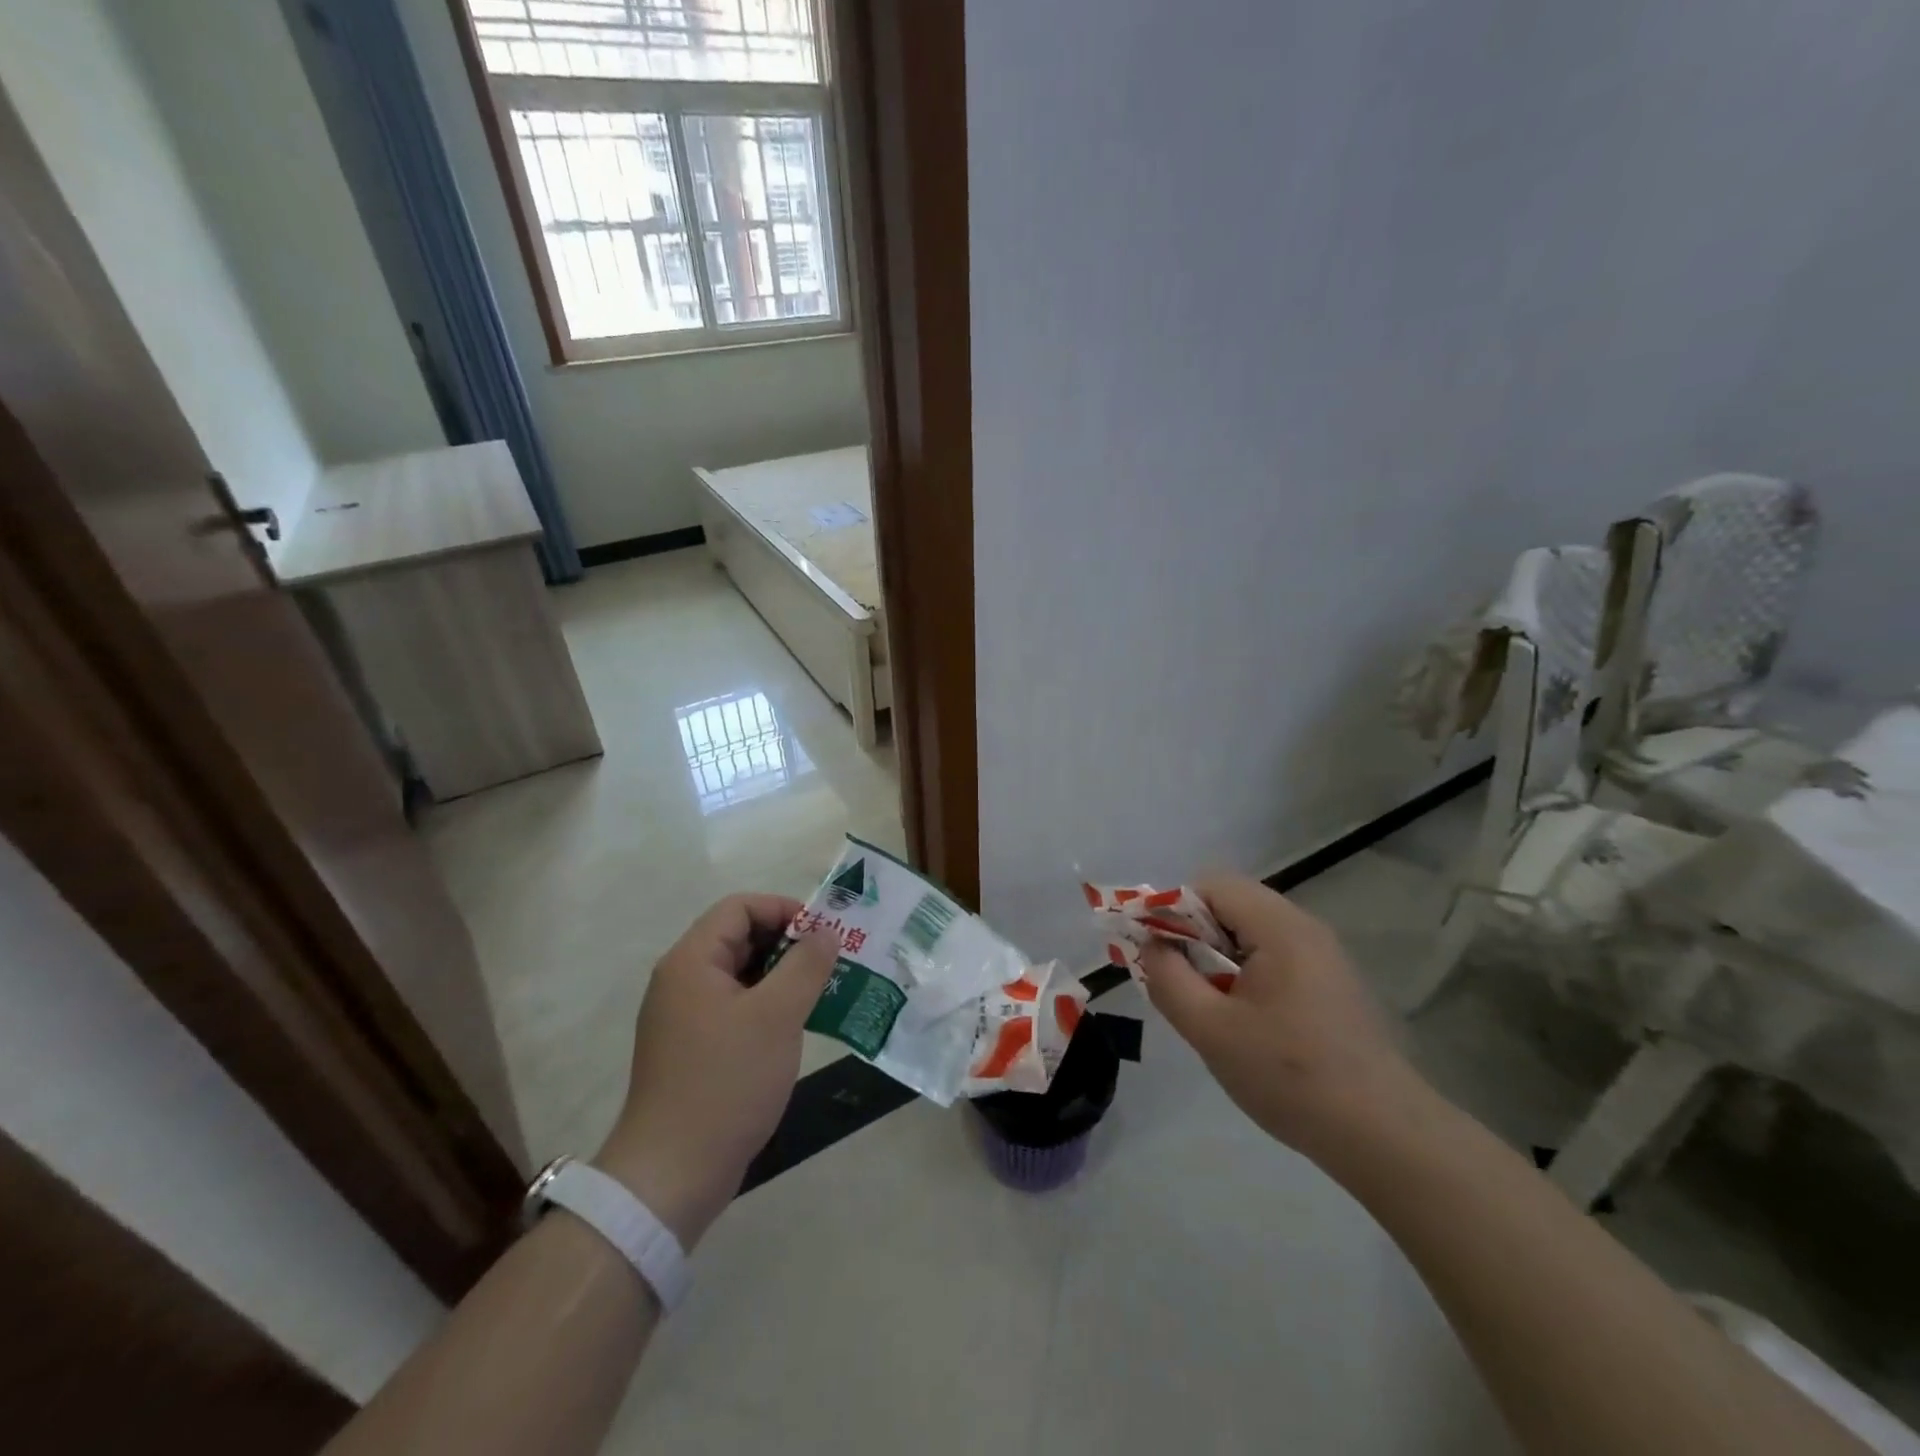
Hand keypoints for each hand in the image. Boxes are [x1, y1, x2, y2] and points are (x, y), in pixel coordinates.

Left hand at [594, 895, 837, 1248]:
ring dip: (782, 976)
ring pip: (740, 975)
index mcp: (691, 961)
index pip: (739, 908)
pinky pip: (735, 1008)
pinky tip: (798, 1026)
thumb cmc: (726, 1082)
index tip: (823, 934)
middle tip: (830, 962)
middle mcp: (682, 981)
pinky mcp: (693, 1049)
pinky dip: (767, 1006)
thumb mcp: (777, 1016)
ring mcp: (684, 1018)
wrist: (673, 1175)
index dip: (783, 909)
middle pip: (739, 938)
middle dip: (788, 943)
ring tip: (823, 992)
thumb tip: (825, 933)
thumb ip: (806, 965)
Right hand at [1139, 875, 1428, 1162]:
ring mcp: (1322, 955)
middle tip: (1176, 980)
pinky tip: (1241, 1018)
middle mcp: (1304, 927)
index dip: (1171, 909)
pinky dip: (1243, 972)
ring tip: (1205, 1003)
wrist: (1383, 1135)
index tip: (1153, 951)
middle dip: (1192, 935)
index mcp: (1279, 927)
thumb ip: (1169, 978)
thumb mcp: (1211, 1030)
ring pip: (1249, 932)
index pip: (1211, 886)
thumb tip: (1151, 945)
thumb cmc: (1290, 1076)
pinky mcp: (1330, 982)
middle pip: (1230, 904)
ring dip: (1216, 956)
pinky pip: (1271, 955)